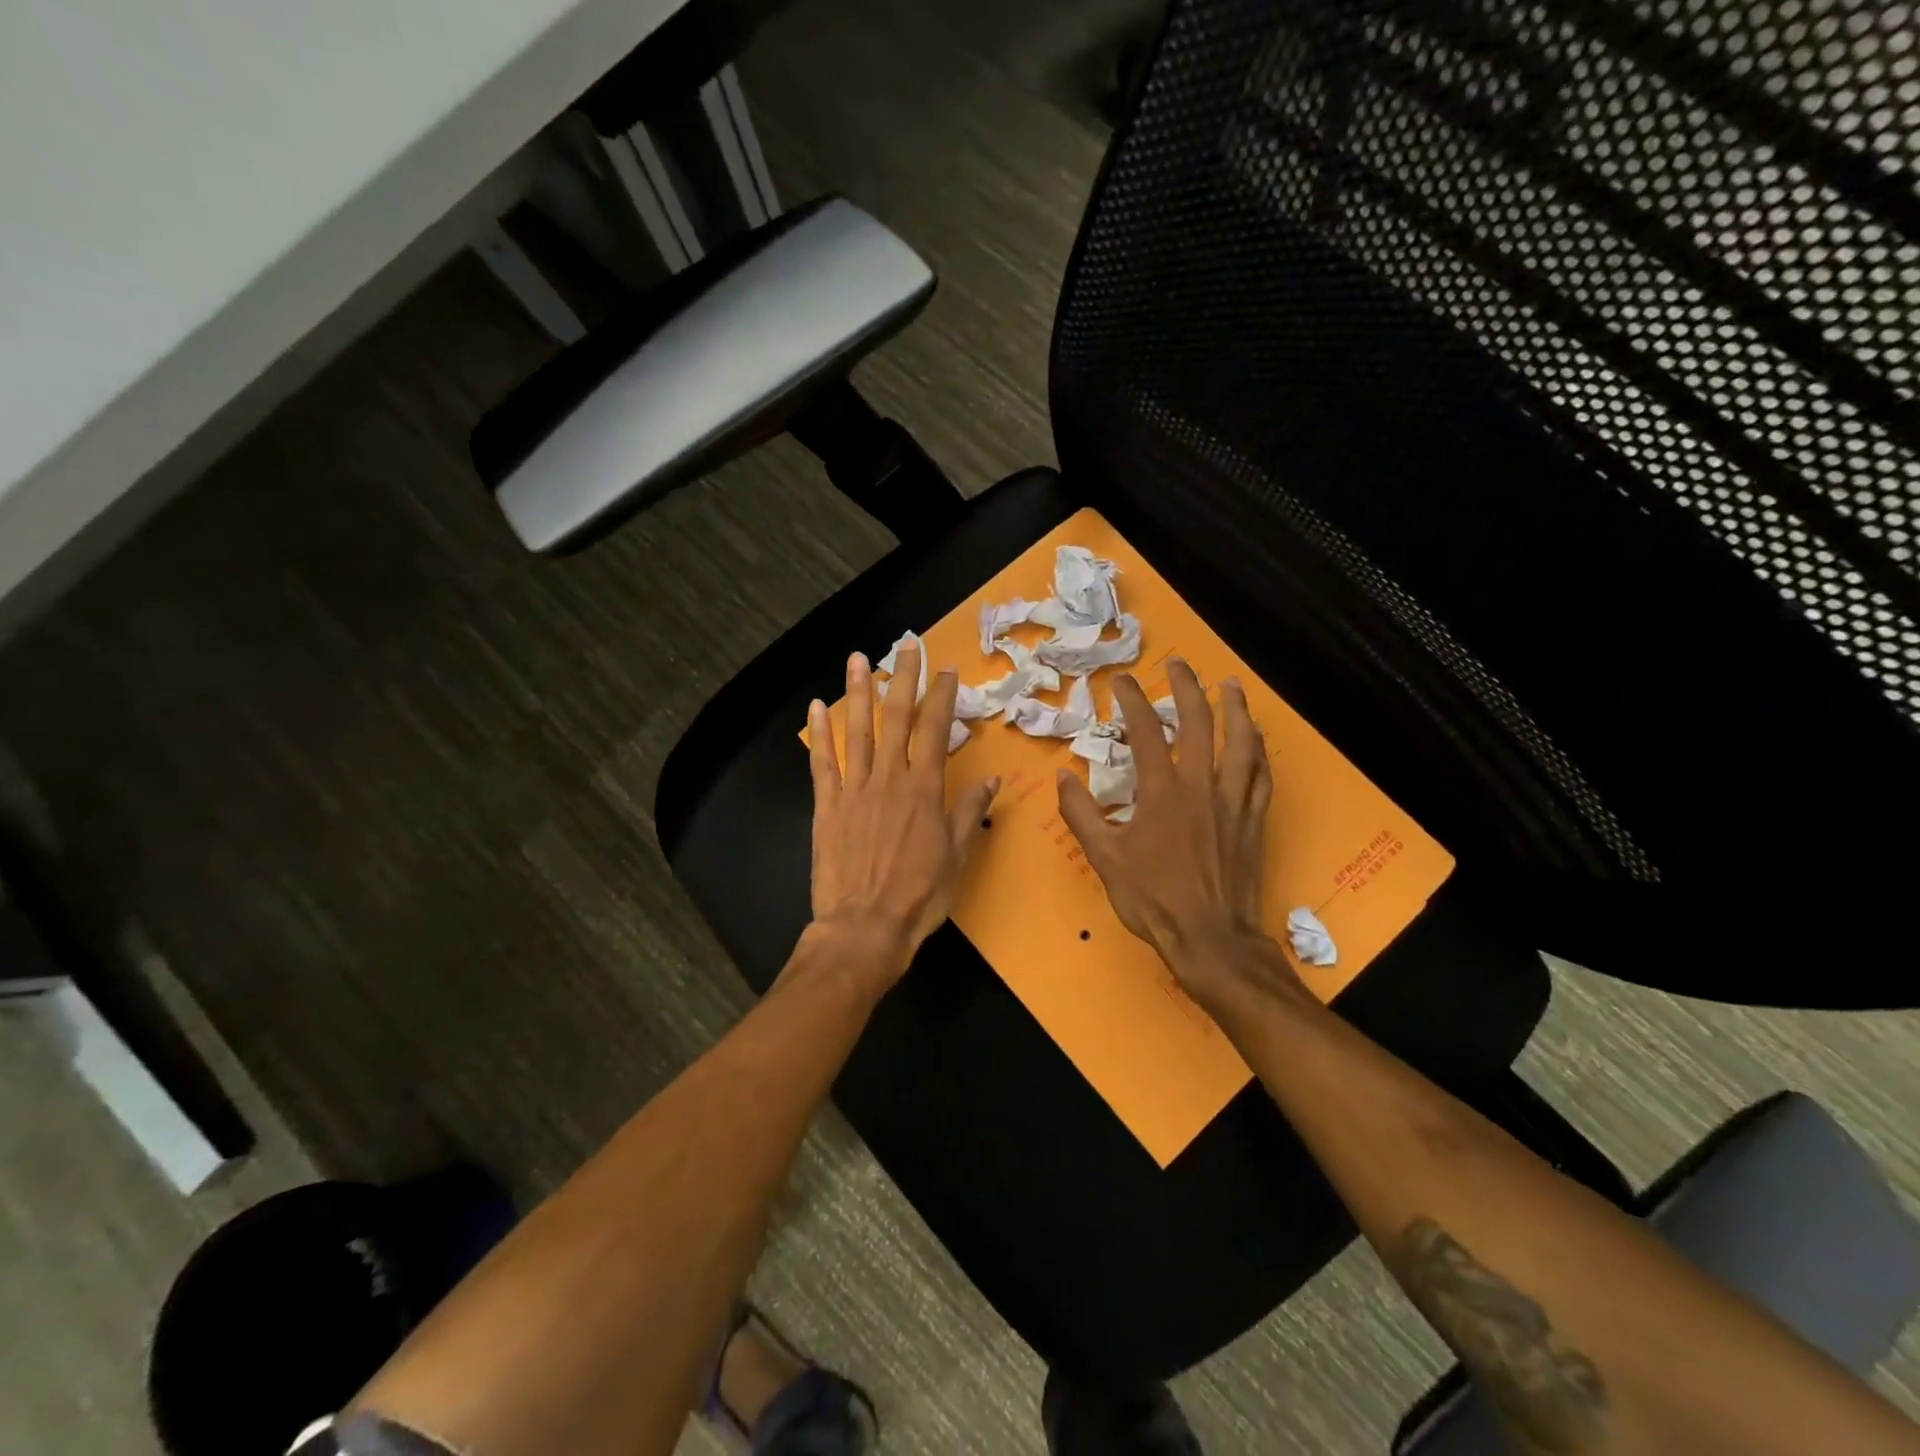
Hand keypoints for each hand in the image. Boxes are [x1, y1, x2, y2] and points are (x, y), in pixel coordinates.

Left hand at [806, 642, 998, 990]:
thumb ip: (970, 812)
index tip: (946, 670)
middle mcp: (889, 779)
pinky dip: (819, 735)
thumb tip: (992, 778)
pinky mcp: (826, 806)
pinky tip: (815, 707)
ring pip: (857, 731)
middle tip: (906, 644)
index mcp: (924, 790)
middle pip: (896, 718)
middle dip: (903, 678)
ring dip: (858, 692)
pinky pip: (822, 763)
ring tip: (859, 659)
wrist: (865, 927)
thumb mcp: (957, 856)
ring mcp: (854, 790)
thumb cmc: (919, 896)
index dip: (941, 696)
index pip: (935, 730)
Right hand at [1056, 660, 1296, 1016]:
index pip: (1147, 732)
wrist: (1210, 938)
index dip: (1133, 701)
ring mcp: (1233, 802)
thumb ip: (1081, 815)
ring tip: (1230, 686)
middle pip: (1200, 724)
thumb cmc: (1153, 899)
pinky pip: (1261, 776)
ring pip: (1241, 743)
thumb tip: (1063, 776)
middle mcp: (1201, 787)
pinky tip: (1256, 741)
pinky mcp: (1253, 820)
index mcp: (1162, 793)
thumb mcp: (1104, 859)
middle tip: (1180, 664)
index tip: (1122, 682)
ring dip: (1236, 709)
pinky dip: (1259, 752)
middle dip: (1188, 688)